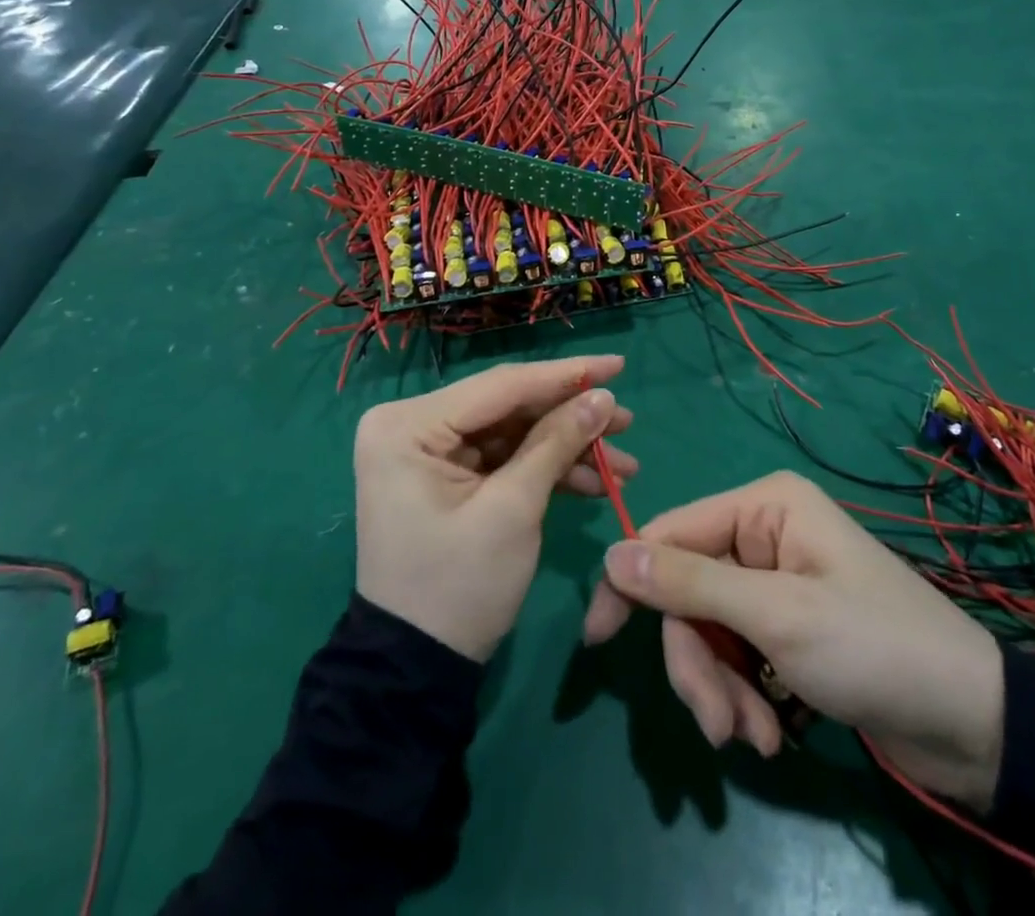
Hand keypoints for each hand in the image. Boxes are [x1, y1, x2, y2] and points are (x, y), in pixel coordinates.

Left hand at [356, 355, 635, 662]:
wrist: (415, 669)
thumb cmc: (459, 587)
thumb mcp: (514, 510)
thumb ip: (558, 442)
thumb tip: (602, 396)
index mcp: (408, 425)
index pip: (501, 386)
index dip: (565, 375)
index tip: (618, 364)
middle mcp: (411, 425)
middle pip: (509, 406)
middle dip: (571, 416)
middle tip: (626, 420)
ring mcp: (428, 450)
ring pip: (512, 431)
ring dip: (566, 446)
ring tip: (623, 461)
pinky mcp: (445, 474)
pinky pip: (503, 457)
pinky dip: (546, 468)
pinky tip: (594, 481)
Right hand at [583, 471, 1005, 809]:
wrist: (969, 725)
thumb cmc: (874, 648)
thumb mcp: (777, 616)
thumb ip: (690, 585)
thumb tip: (610, 555)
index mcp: (763, 506)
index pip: (670, 533)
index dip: (630, 583)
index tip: (597, 640)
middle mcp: (763, 533)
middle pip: (688, 592)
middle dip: (698, 663)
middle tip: (718, 725)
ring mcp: (773, 581)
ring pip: (708, 630)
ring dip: (721, 689)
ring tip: (755, 740)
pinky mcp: (785, 625)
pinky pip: (735, 653)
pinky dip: (743, 696)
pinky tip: (772, 734)